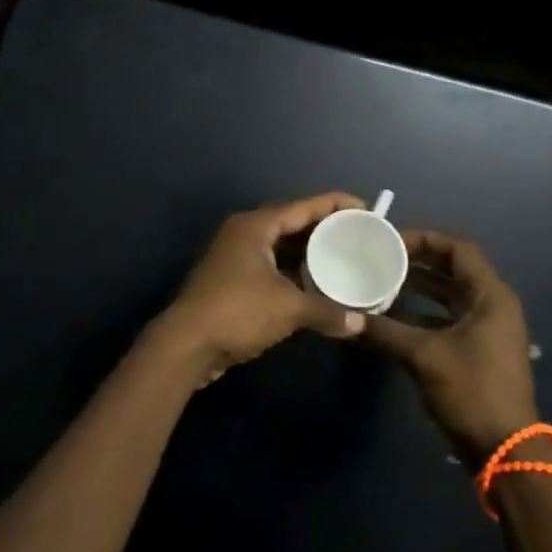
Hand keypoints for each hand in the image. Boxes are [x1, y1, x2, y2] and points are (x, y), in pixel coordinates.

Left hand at [153, 193, 369, 383]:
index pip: (303, 206)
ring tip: (343, 259)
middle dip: (324, 230)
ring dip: (309, 255)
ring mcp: (235, 259)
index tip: (365, 209)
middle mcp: (244, 235)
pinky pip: (272, 268)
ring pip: (280, 249)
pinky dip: (294, 274)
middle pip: (291, 224)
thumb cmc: (238, 312)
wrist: (186, 346)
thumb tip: (359, 323)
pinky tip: (316, 286)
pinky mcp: (231, 282)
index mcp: (255, 226)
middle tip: (358, 236)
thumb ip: (326, 311)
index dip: (335, 205)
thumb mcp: (288, 308)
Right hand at [361, 229, 539, 468]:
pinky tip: (390, 318)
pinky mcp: (477, 351)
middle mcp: (492, 306)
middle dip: (417, 262)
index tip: (389, 240)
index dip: (424, 239)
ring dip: (417, 288)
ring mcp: (486, 329)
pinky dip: (421, 314)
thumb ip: (385, 332)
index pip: (458, 250)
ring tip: (380, 281)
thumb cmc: (472, 391)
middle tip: (379, 258)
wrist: (504, 449)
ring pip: (448, 296)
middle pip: (453, 270)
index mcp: (491, 296)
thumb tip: (346, 318)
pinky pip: (446, 319)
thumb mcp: (424, 357)